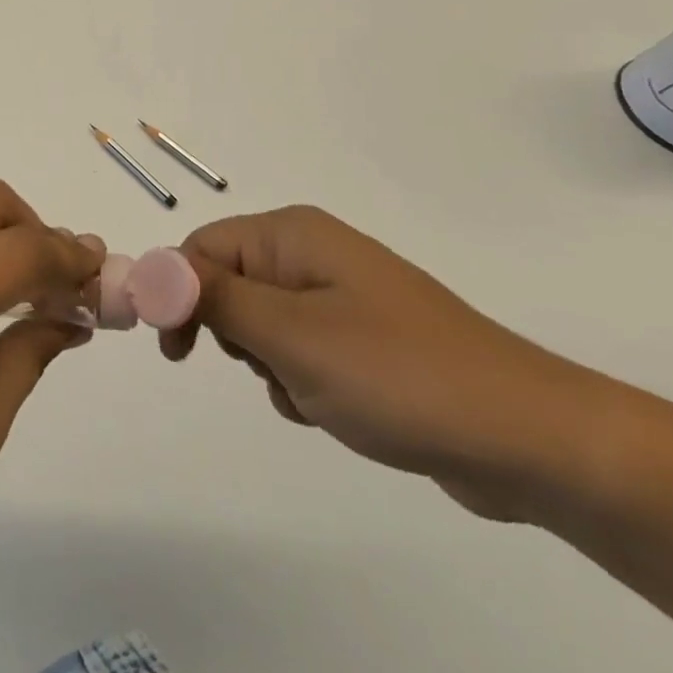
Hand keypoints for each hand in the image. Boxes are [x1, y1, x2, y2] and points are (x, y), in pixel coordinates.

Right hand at [163, 207, 605, 518]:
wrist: (526, 438)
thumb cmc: (396, 374)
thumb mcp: (290, 335)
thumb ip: (212, 297)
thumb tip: (147, 268)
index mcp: (293, 235)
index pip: (202, 246)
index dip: (176, 291)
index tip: (174, 350)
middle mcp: (313, 253)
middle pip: (229, 283)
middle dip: (233, 334)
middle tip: (267, 368)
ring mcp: (341, 296)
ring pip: (262, 325)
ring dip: (270, 365)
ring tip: (315, 394)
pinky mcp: (363, 339)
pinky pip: (300, 351)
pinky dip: (302, 382)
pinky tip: (338, 410)